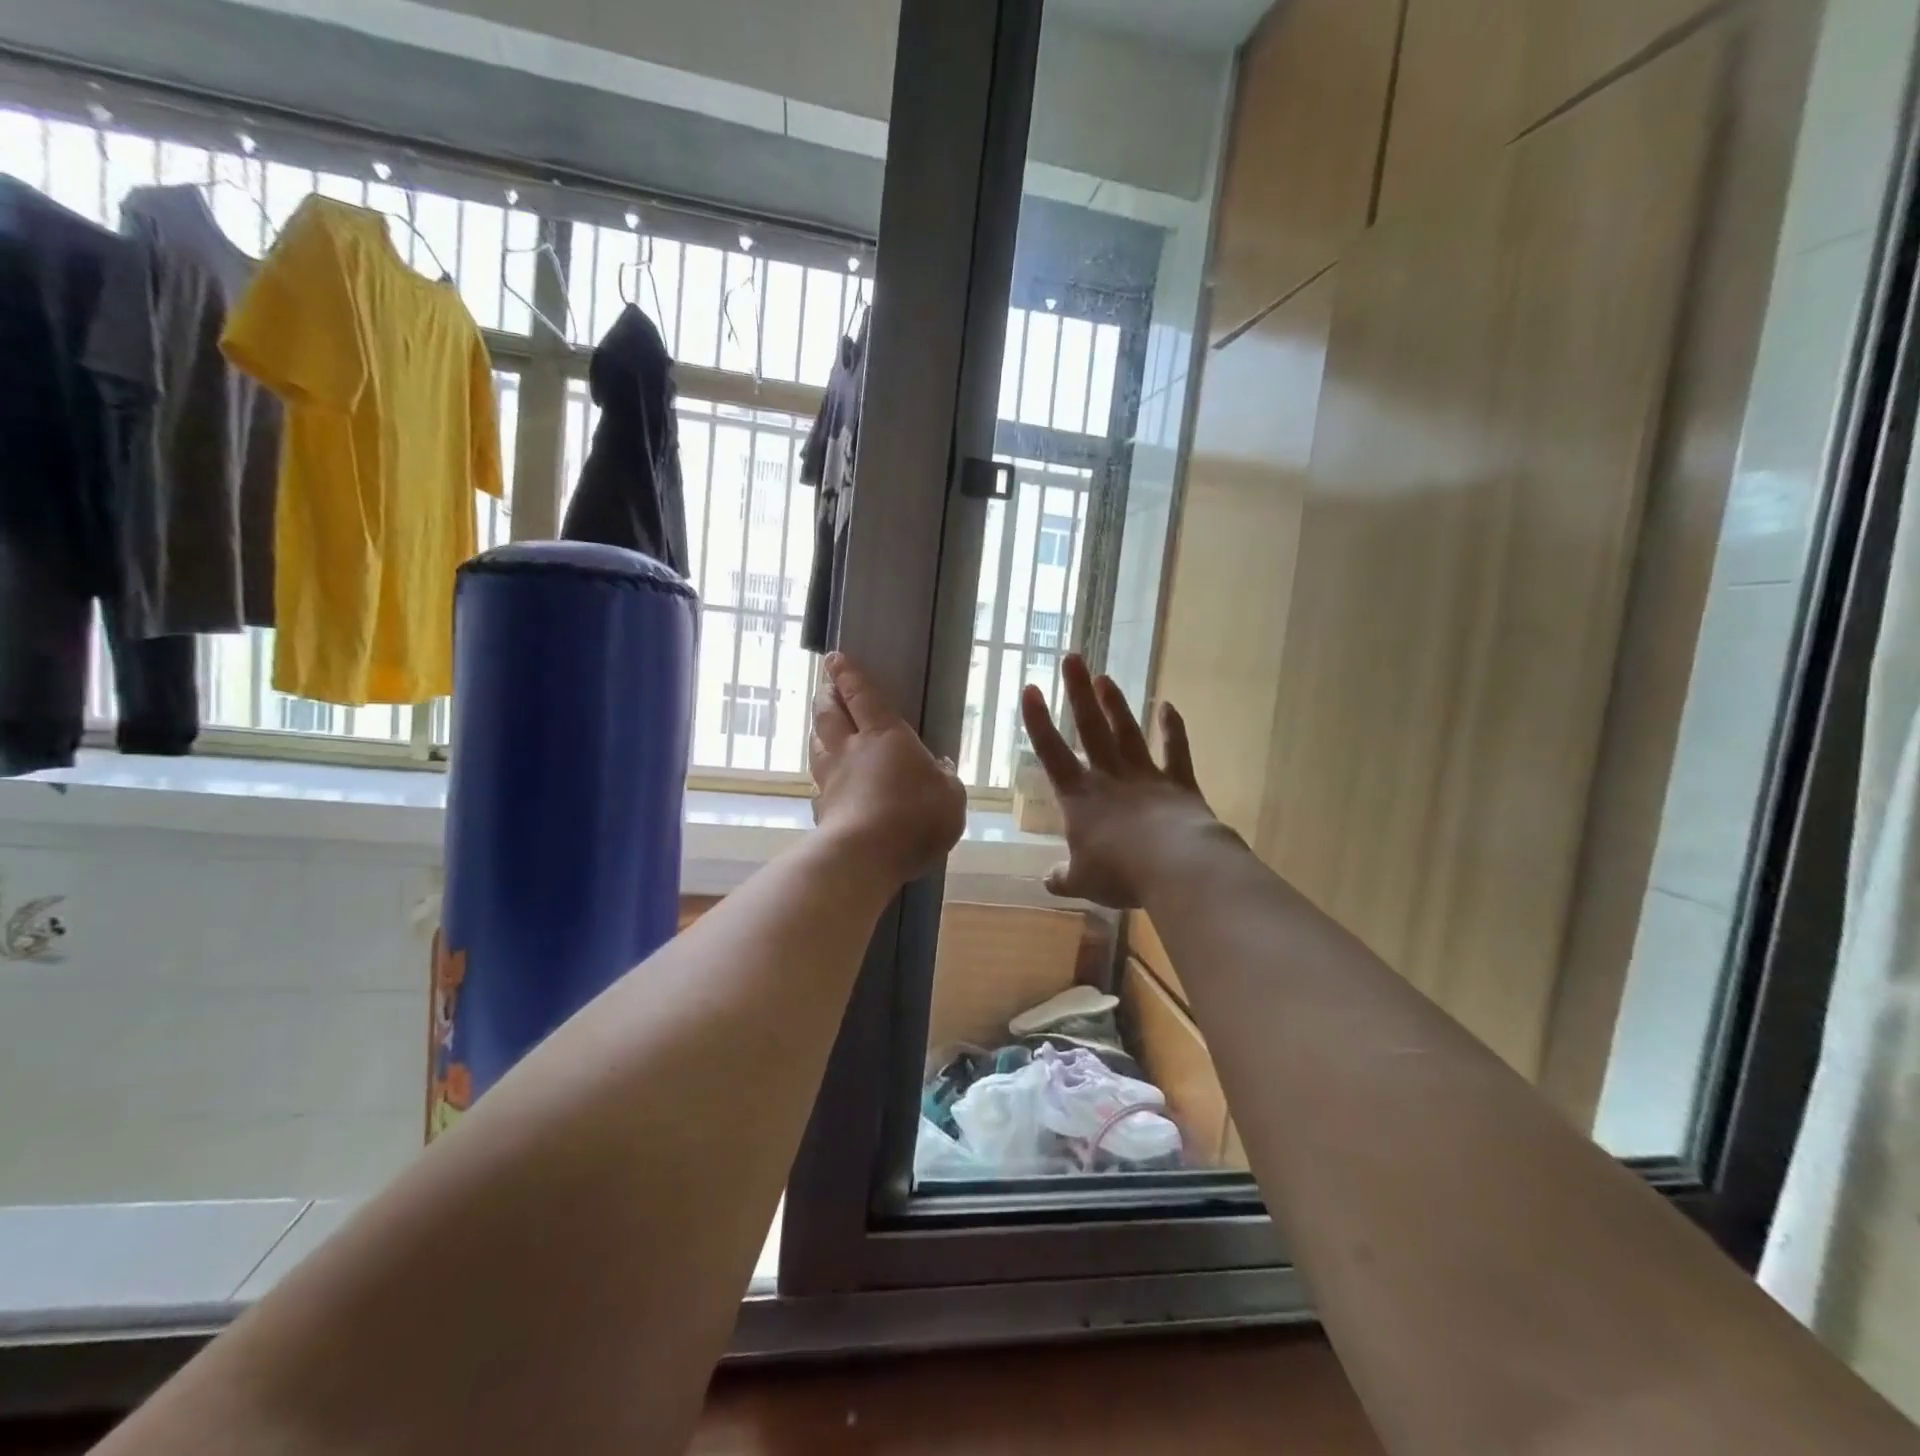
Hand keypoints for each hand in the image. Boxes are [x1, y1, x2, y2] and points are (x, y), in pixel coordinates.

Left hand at [810, 652, 967, 884]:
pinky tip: (825, 785)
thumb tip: (941, 766)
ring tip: (822, 728)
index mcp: (883, 735)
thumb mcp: (950, 796)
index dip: (848, 675)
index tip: (834, 659)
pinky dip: (821, 778)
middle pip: (829, 714)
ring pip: (817, 746)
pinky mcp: (822, 810)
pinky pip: (818, 785)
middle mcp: (850, 750)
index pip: (861, 695)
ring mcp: (831, 780)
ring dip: (818, 732)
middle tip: (825, 687)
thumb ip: (946, 779)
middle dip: (826, 696)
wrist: (865, 856)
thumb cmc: (915, 816)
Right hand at [1022, 655, 1216, 908]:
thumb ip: (1063, 876)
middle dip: (1078, 692)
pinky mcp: (1178, 783)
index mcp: (1079, 797)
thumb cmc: (1119, 873)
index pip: (1051, 752)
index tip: (1030, 688)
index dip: (1038, 721)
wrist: (1175, 866)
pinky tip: (1168, 706)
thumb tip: (1048, 880)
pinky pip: (1174, 750)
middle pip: (1090, 728)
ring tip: (1106, 678)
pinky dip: (1172, 728)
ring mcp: (1145, 775)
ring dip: (1116, 704)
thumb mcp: (1082, 881)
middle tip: (1072, 657)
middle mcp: (1109, 777)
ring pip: (1127, 732)